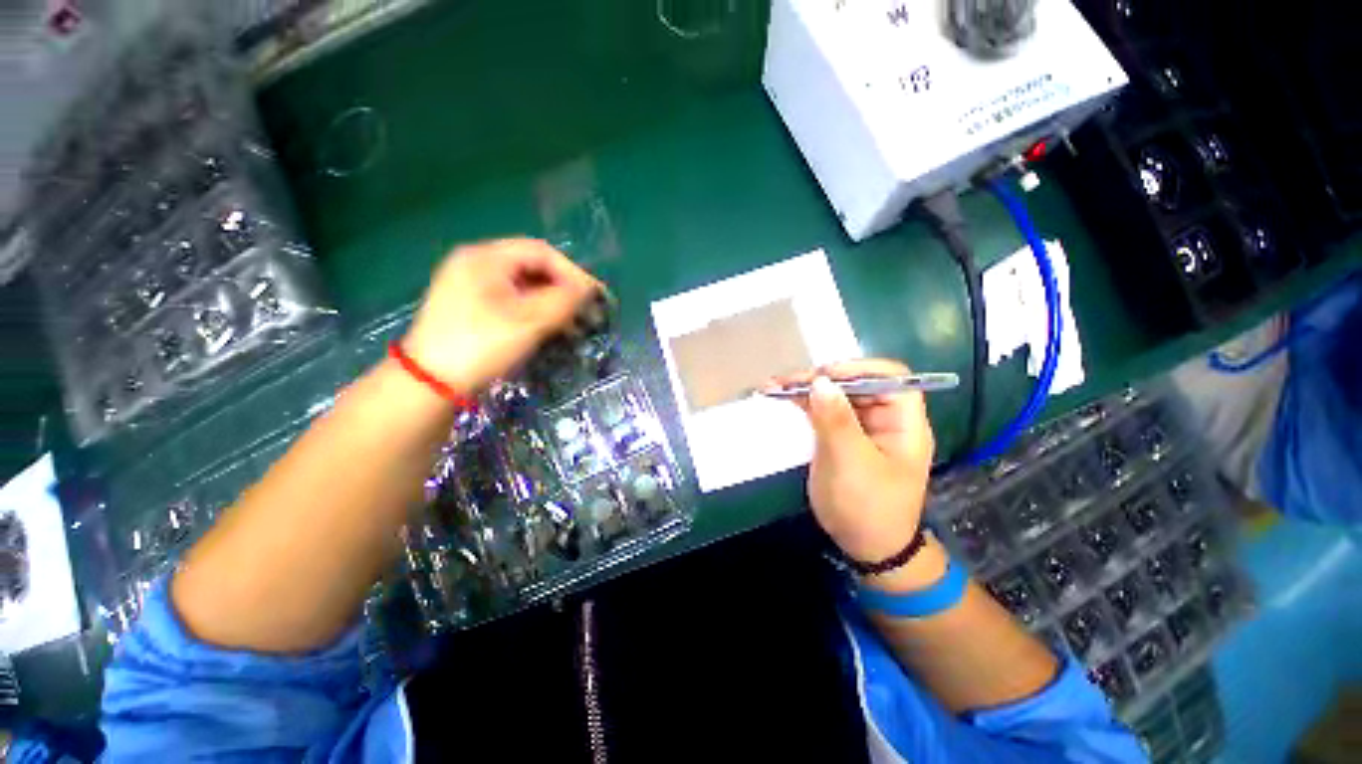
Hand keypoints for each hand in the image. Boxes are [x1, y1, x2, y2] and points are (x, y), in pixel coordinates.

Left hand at [403, 239, 600, 393]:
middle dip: (563, 289)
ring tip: (571, 324)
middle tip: (585, 312)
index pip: (542, 252)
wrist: (430, 382)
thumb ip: (564, 300)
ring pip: (523, 286)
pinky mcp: (471, 308)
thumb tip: (588, 290)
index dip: (573, 272)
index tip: (594, 296)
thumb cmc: (481, 345)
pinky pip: (511, 301)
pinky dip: (534, 312)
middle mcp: (476, 264)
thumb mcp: (529, 321)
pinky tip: (548, 329)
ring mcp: (471, 286)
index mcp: (486, 257)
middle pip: (532, 267)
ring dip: (551, 302)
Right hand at [769, 359, 934, 563]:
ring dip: (806, 388)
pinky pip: (821, 410)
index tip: (825, 375)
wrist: (865, 547)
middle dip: (823, 378)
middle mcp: (883, 419)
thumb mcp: (850, 462)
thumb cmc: (866, 507)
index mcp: (903, 423)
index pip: (891, 378)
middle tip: (789, 382)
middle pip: (857, 383)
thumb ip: (835, 420)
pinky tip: (778, 396)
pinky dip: (801, 403)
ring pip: (835, 395)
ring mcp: (859, 427)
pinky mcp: (839, 436)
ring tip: (774, 385)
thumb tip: (820, 381)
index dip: (859, 369)